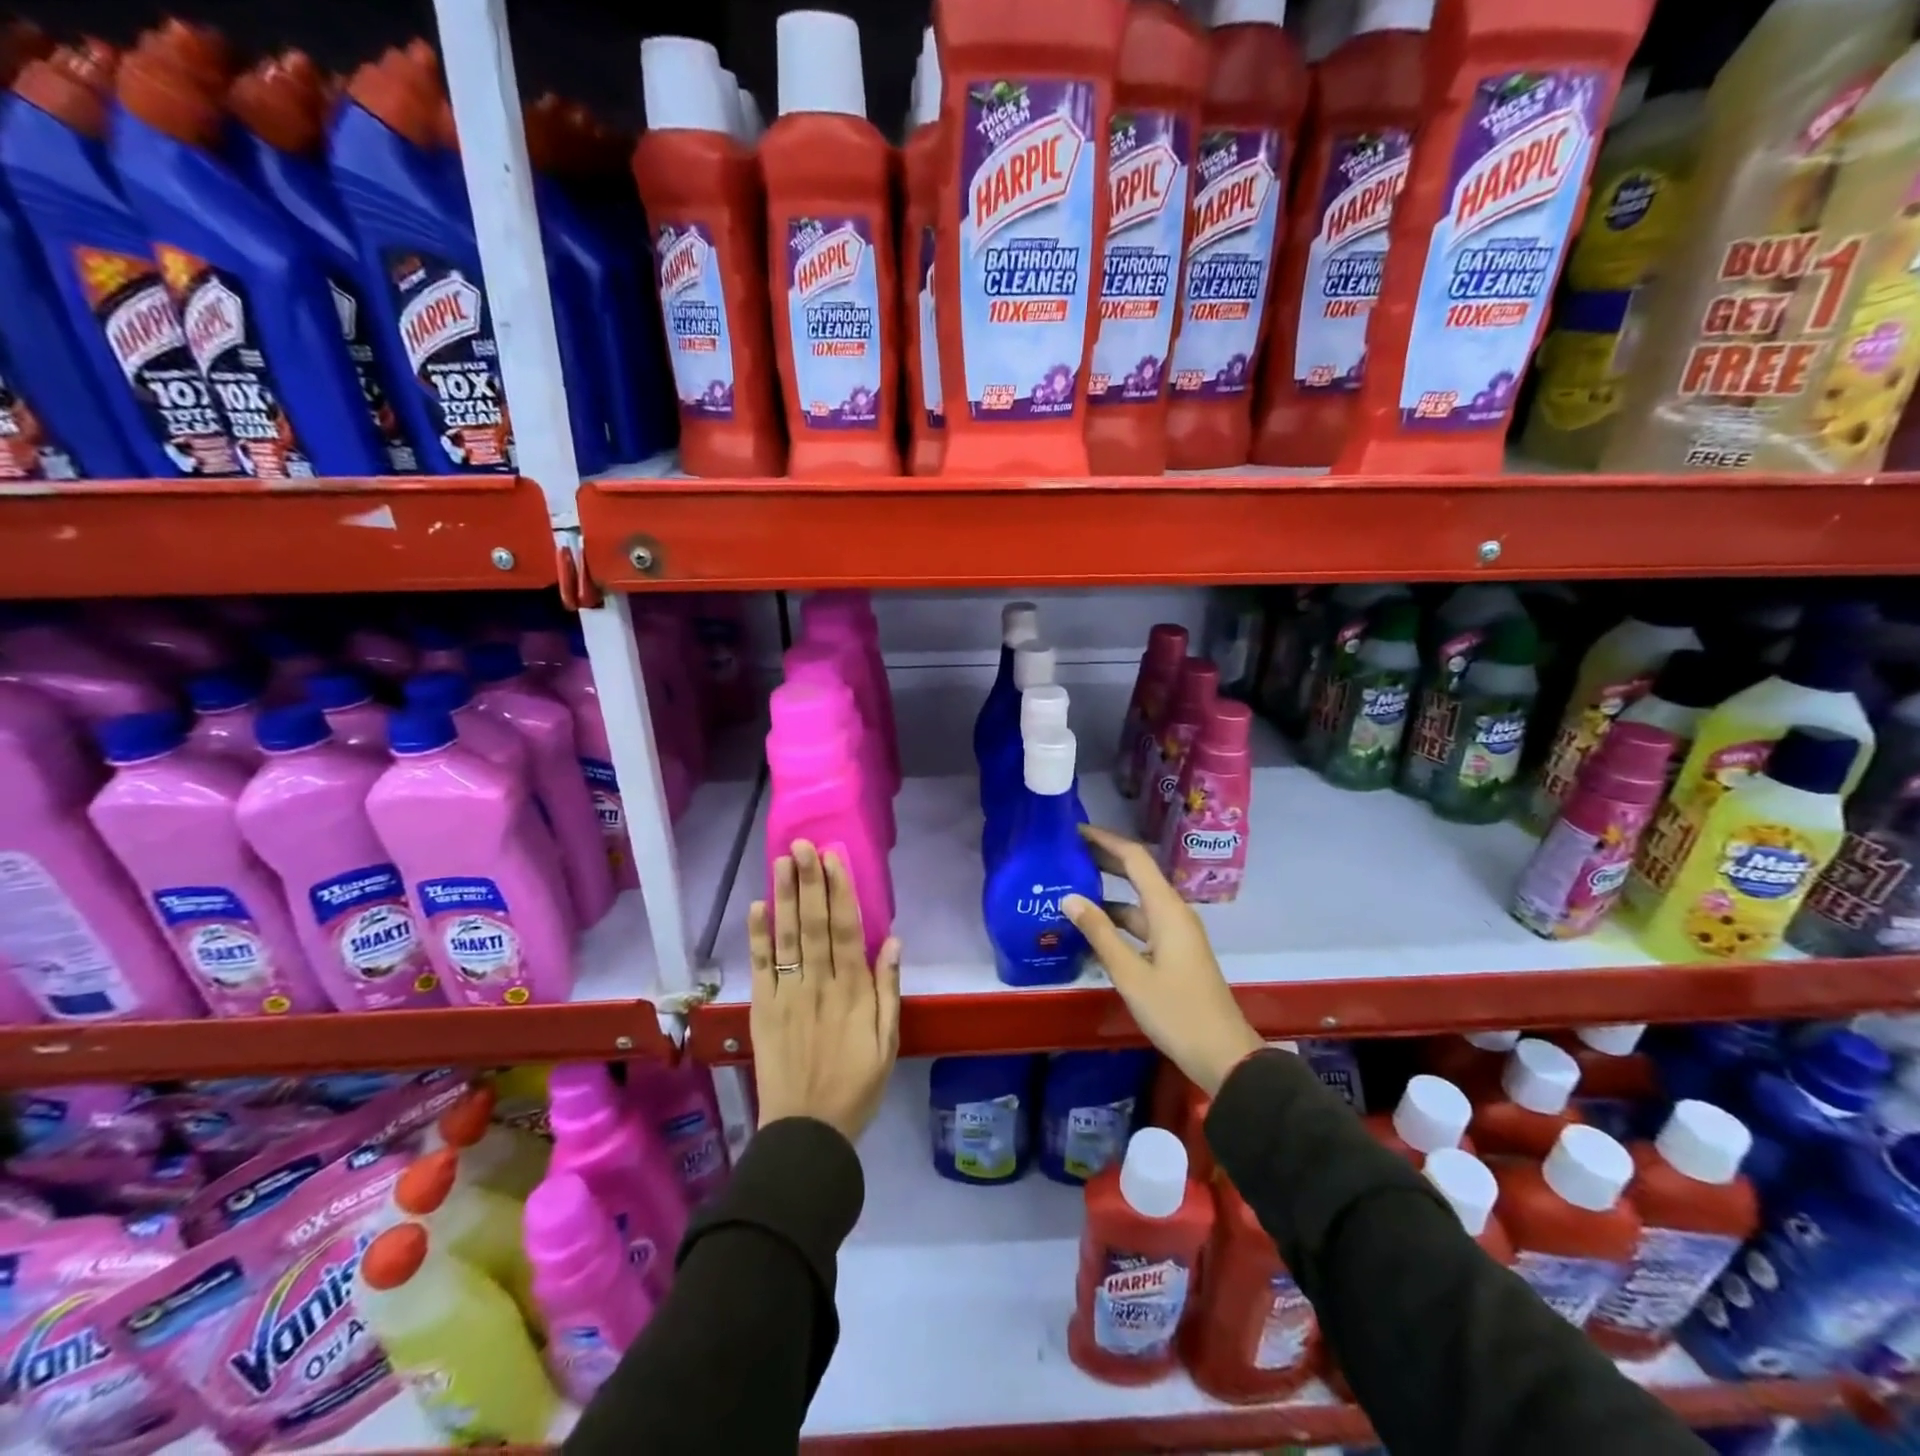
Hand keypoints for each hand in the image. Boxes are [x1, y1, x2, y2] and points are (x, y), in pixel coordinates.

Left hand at [747, 840, 901, 1143]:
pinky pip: (759, 967)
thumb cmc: (856, 1086)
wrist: (806, 1132)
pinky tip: (758, 906)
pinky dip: (757, 937)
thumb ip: (888, 990)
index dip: (839, 891)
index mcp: (852, 992)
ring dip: (784, 897)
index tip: (833, 858)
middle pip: (813, 925)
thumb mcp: (887, 1043)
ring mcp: (786, 995)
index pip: (845, 930)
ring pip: (786, 938)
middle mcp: (818, 985)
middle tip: (802, 845)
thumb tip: (892, 941)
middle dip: (809, 882)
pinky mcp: (762, 1009)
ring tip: (781, 861)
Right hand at [1063, 824, 1261, 1095]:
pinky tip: (1092, 928)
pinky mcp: (1174, 952)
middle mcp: (1173, 913)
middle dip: (1104, 859)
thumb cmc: (1176, 1012)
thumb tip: (1069, 898)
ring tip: (1070, 887)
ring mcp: (1175, 934)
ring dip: (1108, 892)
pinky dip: (1117, 919)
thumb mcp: (1130, 974)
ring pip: (1138, 901)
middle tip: (1066, 852)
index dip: (1105, 840)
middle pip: (1138, 874)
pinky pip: (1142, 923)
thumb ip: (1100, 933)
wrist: (1223, 1055)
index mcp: (1167, 910)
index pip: (1135, 858)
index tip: (1074, 830)